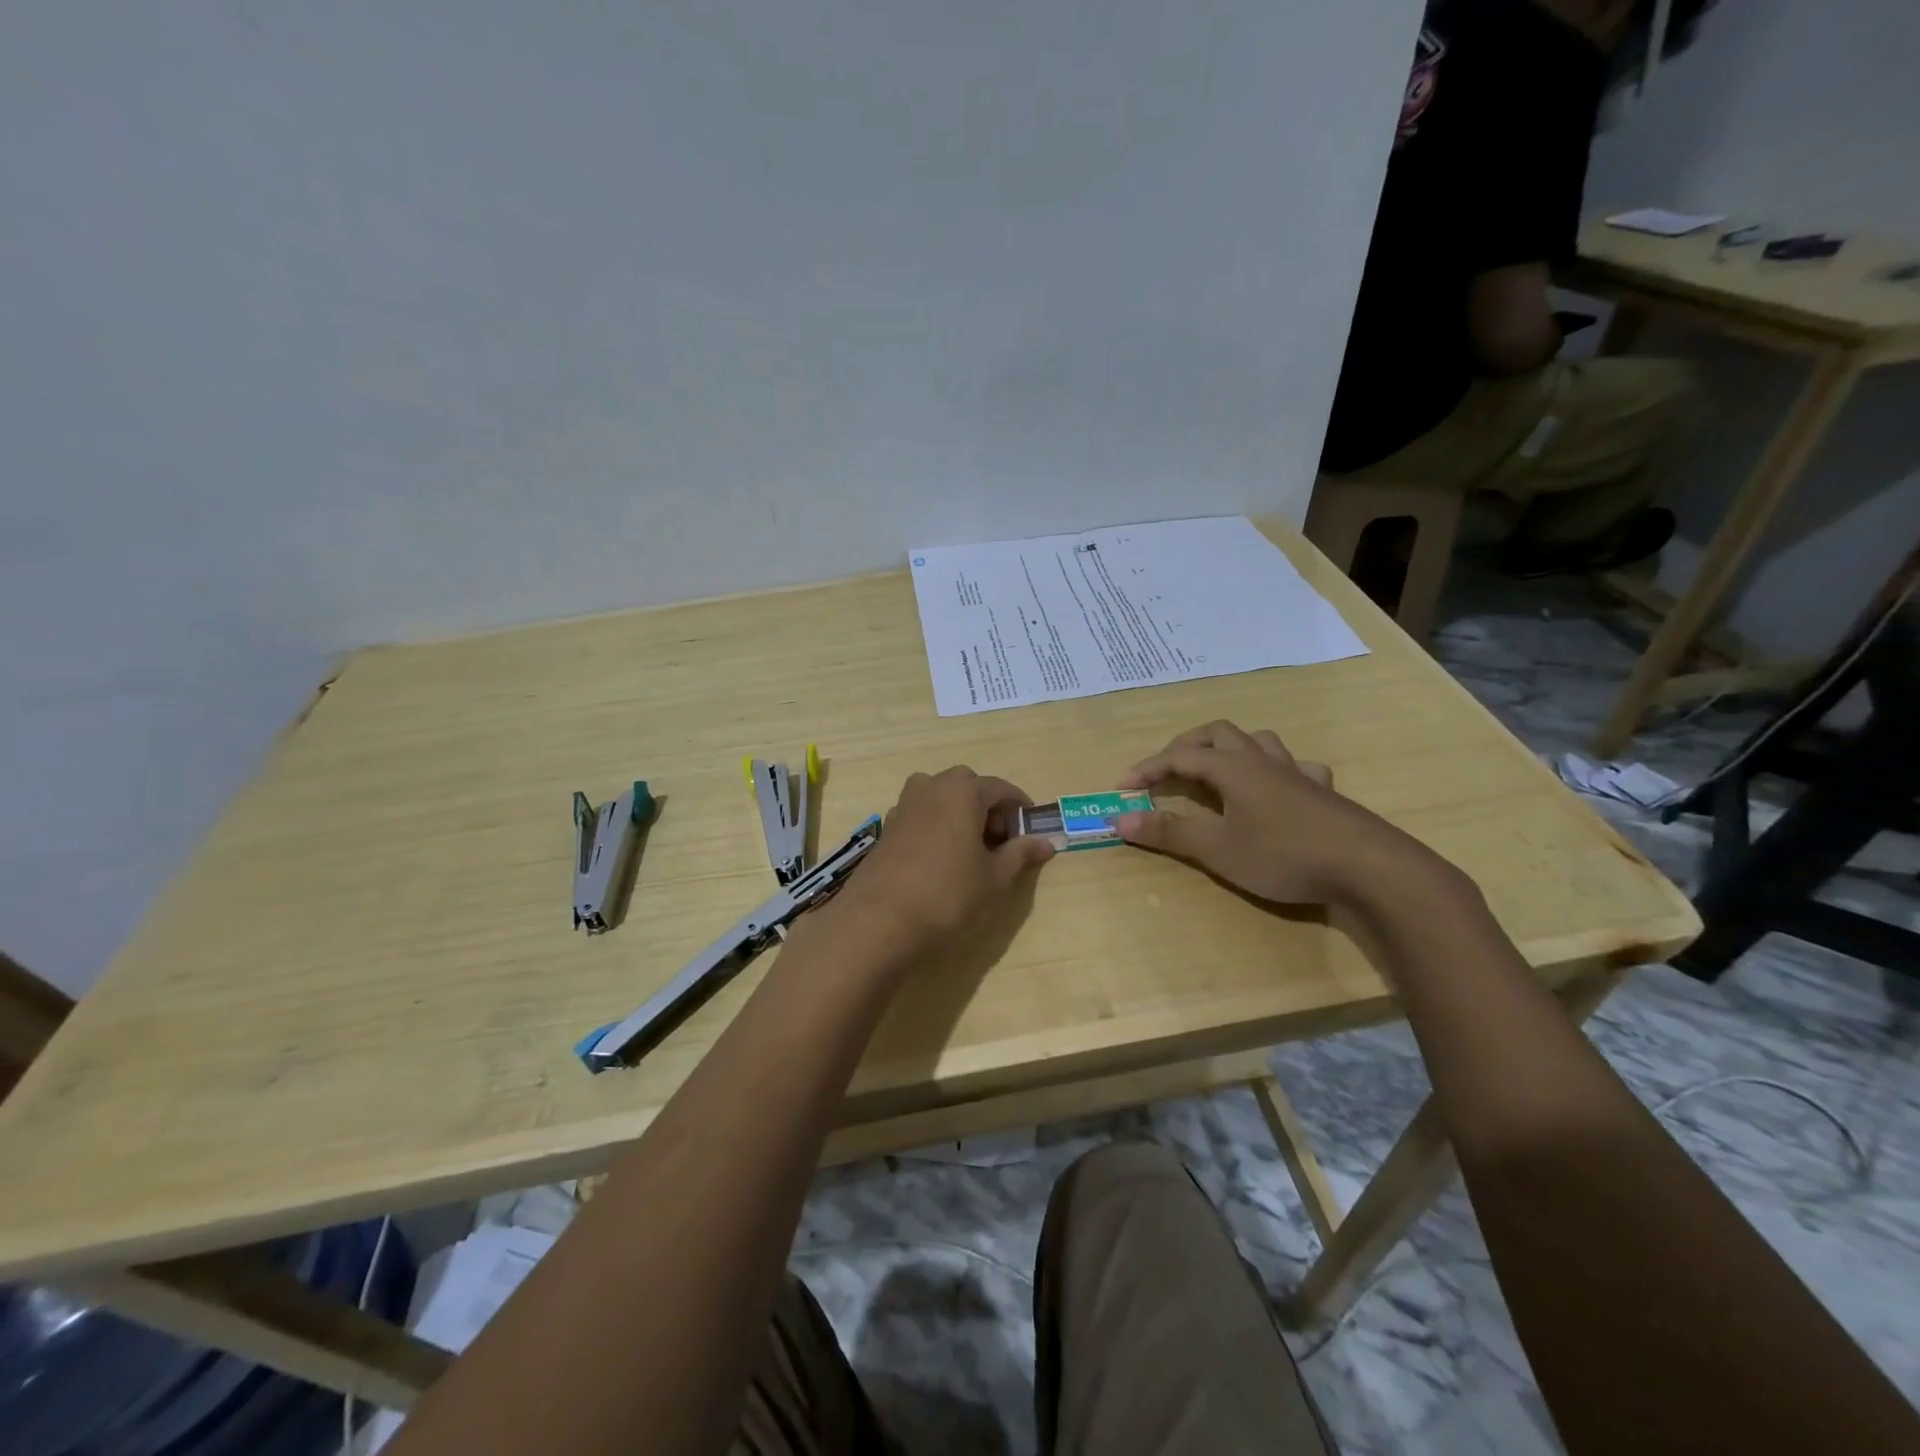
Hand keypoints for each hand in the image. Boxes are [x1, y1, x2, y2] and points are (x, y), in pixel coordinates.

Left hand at [829, 767, 1053, 961]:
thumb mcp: (994, 879)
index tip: (1030, 829)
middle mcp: (931, 788)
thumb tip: (1045, 842)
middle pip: (966, 784)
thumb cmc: (948, 895)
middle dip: (986, 805)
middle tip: (998, 840)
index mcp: (962, 792)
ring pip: (939, 795)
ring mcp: (903, 806)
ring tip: (968, 847)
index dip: (1019, 807)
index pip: (999, 788)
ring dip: (958, 811)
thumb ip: (1020, 854)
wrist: (879, 921)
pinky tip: (939, 858)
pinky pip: (920, 813)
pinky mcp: (886, 828)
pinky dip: (935, 824)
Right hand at [1114, 720, 1446, 906]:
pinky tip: (1279, 787)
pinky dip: (1278, 770)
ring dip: (1231, 748)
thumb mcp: (1217, 849)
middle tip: (1167, 769)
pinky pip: (1297, 767)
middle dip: (1186, 746)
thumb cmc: (1283, 854)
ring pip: (1258, 741)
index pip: (1179, 756)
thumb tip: (1119, 819)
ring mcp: (1297, 774)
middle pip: (1218, 734)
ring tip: (1217, 768)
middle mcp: (1262, 761)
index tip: (1122, 788)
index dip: (1147, 768)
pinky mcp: (1323, 793)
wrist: (1368, 866)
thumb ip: (1168, 832)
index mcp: (1232, 768)